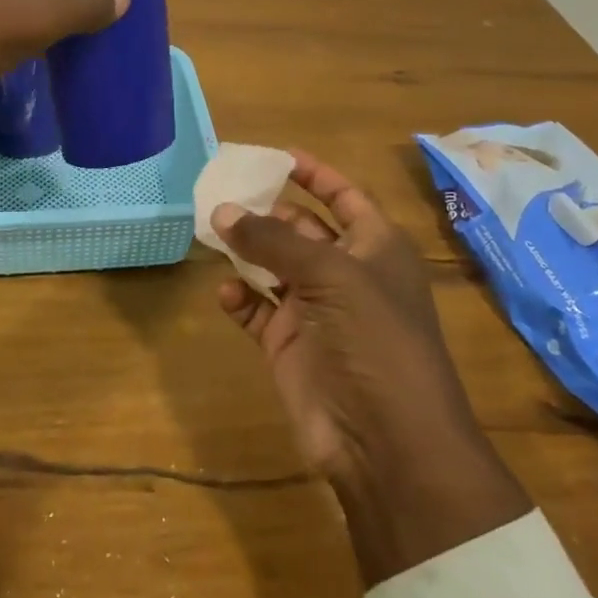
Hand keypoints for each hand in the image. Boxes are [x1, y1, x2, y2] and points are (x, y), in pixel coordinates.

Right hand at [214, 152, 532, 585]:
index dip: (315, 174)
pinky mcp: (288, 344)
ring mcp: (315, 310)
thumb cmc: (374, 340)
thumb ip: (273, 241)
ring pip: (273, 266)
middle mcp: (345, 274)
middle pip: (301, 229)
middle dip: (266, 211)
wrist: (386, 441)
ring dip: (246, 250)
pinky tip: (223, 292)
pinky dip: (239, 298)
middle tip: (221, 193)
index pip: (344, 197)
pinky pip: (256, 309)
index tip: (275, 156)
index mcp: (375, 248)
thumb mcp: (330, 276)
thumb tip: (222, 211)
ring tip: (211, 231)